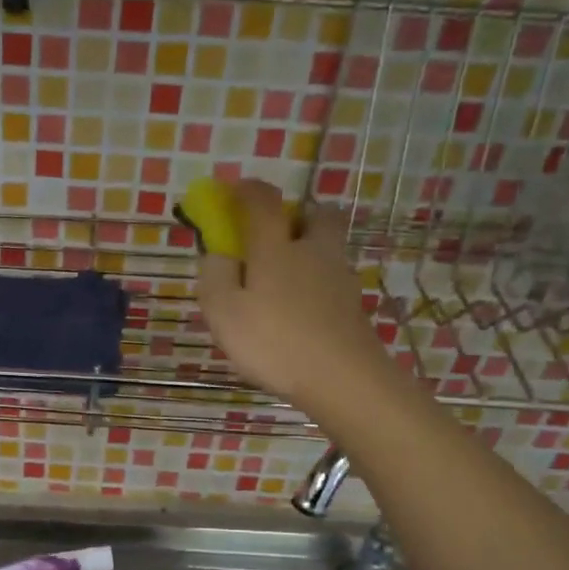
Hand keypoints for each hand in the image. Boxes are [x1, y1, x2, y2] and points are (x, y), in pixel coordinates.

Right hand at [198, 179, 381, 408]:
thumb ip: (215, 276)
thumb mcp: (224, 311)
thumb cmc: (275, 341)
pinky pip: (330, 280)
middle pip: (314, 215)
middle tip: (272, 236)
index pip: (263, 203)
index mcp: (276, 247)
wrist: (343, 378)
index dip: (246, 190)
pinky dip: (315, 284)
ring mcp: (340, 278)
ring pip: (326, 248)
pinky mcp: (353, 306)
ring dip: (307, 250)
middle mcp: (313, 251)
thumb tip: (218, 254)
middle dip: (294, 215)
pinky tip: (299, 312)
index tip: (232, 190)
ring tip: (281, 282)